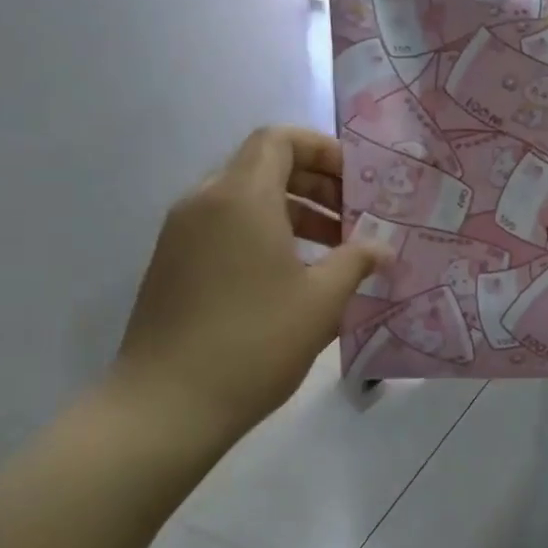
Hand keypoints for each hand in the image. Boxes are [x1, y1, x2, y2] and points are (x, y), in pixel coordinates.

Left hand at [112, 127, 386, 444]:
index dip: (323, 151)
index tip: (357, 184)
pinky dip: (265, 234)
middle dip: (317, 185)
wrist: (164, 407)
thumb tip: (383, 247)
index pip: (279, 140)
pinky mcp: (173, 265)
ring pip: (246, 200)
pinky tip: (295, 277)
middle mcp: (205, 203)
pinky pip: (226, 228)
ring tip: (334, 251)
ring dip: (294, 212)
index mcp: (241, 198)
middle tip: (354, 219)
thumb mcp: (322, 300)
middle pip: (264, 167)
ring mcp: (182, 234)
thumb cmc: (254, 342)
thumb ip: (357, 261)